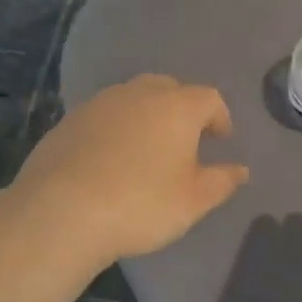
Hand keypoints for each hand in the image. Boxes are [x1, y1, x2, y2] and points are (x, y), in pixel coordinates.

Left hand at [8, 75, 249, 267]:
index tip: (221, 140)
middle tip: (185, 140)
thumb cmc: (141, 203)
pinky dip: (115, 129)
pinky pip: (104, 116)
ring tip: (147, 149)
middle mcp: (140, 94)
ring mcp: (100, 103)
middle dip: (182, 109)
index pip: (209, 98)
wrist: (60, 212)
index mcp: (177, 106)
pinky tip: (110, 160)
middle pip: (169, 89)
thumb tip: (241, 170)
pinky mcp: (69, 120)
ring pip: (133, 98)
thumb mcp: (194, 201)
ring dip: (146, 116)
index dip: (219, 118)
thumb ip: (222, 181)